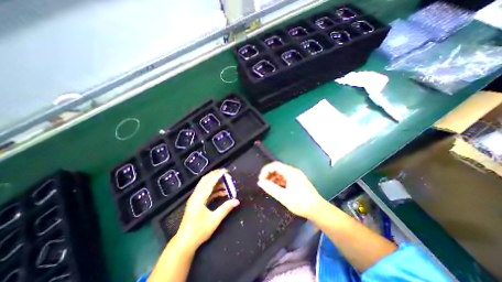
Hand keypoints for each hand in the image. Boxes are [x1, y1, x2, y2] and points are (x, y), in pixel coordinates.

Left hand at [176, 170, 238, 248]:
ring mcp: (195, 198)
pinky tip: (221, 192)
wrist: (185, 242)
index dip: (218, 175)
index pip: (210, 183)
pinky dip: (213, 189)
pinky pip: (205, 191)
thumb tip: (237, 201)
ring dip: (215, 182)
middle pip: (205, 180)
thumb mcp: (214, 220)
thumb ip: (226, 208)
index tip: (226, 170)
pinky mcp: (196, 202)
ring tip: (226, 182)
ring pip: (205, 184)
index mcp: (199, 199)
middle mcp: (196, 196)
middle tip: (225, 172)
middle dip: (215, 174)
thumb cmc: (199, 231)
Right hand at [258, 162, 325, 218]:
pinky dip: (278, 181)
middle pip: (278, 168)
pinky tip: (275, 188)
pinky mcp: (297, 181)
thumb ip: (271, 189)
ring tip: (267, 186)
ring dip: (273, 178)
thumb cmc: (301, 203)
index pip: (275, 165)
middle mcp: (293, 171)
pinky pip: (285, 178)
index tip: (260, 178)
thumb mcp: (284, 197)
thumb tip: (260, 182)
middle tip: (262, 183)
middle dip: (269, 174)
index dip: (266, 170)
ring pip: (281, 173)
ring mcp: (296, 176)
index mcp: (291, 172)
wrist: (318, 210)